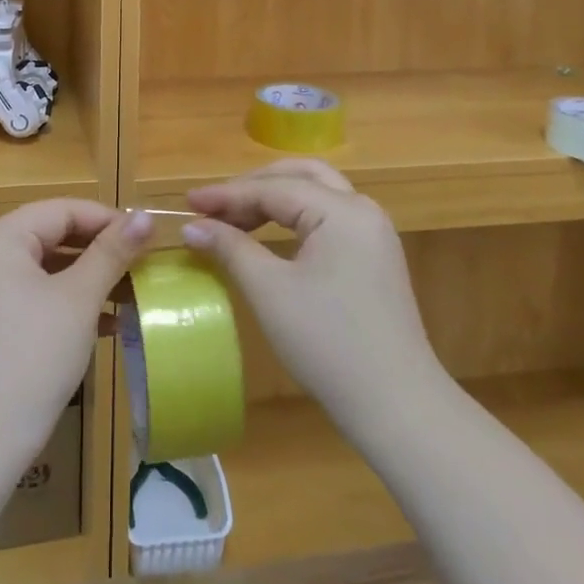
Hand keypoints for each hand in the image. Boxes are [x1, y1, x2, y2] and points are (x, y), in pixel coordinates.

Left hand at [0, 199, 151, 465]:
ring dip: (89, 277)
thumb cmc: (34, 357)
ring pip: (46, 266)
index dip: (107, 219)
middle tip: (142, 264)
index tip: (147, 237)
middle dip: (100, 250)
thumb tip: (146, 215)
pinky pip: (34, 292)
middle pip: (52, 234)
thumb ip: (112, 252)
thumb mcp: (79, 299)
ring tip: (131, 292)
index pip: (62, 210)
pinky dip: (68, 299)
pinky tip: (107, 321)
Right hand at [183, 161, 449, 438]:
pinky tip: (269, 236)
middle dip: (253, 186)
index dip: (226, 195)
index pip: (273, 188)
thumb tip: (192, 227)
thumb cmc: (328, 343)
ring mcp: (374, 234)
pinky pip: (328, 218)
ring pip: (317, 194)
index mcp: (342, 210)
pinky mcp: (375, 258)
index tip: (187, 203)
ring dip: (274, 199)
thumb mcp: (269, 291)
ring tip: (234, 219)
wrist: (397, 407)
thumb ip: (230, 248)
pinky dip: (294, 218)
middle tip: (214, 206)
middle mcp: (363, 210)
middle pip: (300, 176)